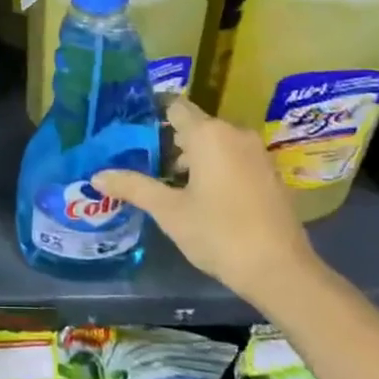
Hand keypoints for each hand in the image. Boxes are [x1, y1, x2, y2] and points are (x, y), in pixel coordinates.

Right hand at [95, 97, 316, 305]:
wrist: (281, 271)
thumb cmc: (219, 233)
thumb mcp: (169, 211)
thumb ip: (134, 187)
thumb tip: (97, 175)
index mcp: (208, 134)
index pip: (175, 107)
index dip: (153, 116)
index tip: (133, 132)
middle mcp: (235, 133)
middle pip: (195, 126)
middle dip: (171, 143)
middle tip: (146, 164)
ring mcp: (257, 153)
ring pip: (216, 143)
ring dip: (194, 158)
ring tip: (170, 185)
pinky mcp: (270, 174)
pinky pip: (235, 158)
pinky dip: (217, 168)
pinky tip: (203, 197)